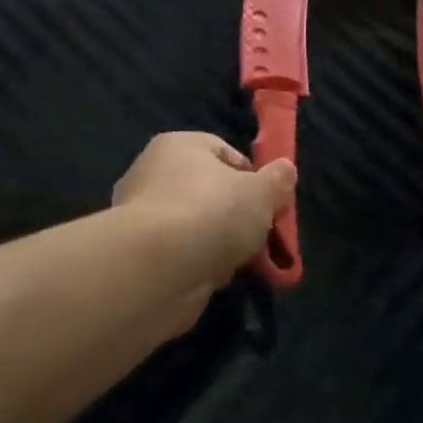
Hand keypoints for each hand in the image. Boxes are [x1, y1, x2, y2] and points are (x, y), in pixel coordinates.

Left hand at [113, 132, 296, 290]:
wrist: (156, 268)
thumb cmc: (212, 212)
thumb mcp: (262, 193)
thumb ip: (278, 180)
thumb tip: (285, 170)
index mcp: (178, 145)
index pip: (224, 153)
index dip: (252, 178)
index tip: (269, 204)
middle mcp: (152, 172)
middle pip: (209, 192)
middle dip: (235, 216)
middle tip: (257, 237)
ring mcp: (140, 214)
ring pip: (195, 226)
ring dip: (217, 244)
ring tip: (236, 262)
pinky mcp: (136, 253)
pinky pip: (179, 254)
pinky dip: (196, 265)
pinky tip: (210, 277)